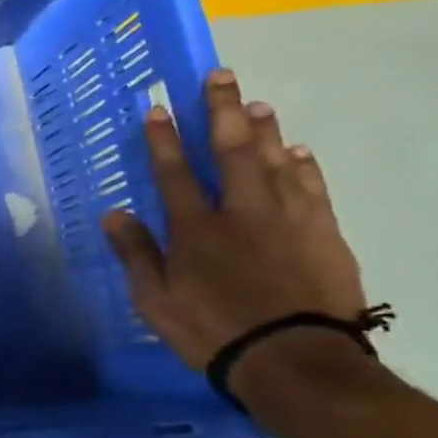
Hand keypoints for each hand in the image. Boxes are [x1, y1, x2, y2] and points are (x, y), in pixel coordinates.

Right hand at [103, 68, 365, 369]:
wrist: (297, 361)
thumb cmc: (213, 331)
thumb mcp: (155, 301)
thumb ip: (136, 254)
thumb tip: (113, 214)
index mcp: (195, 228)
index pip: (174, 172)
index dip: (164, 139)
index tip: (158, 108)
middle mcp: (241, 212)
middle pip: (230, 151)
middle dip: (221, 111)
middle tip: (219, 75)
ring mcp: (288, 219)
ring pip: (274, 161)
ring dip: (263, 130)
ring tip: (257, 103)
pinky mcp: (323, 233)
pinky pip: (311, 187)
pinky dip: (302, 165)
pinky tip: (297, 151)